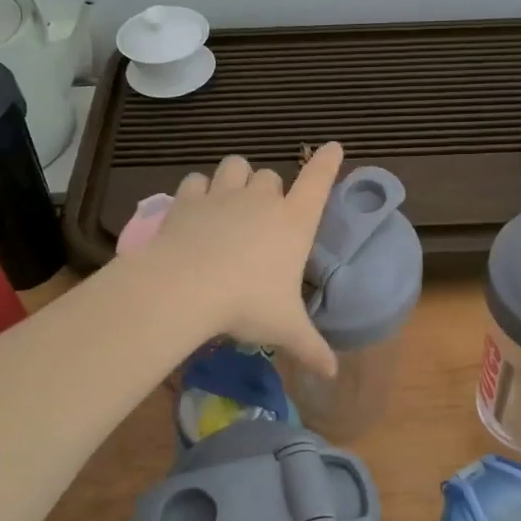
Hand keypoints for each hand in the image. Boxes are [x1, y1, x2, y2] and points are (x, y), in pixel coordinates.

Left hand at [148, 144, 345, 377]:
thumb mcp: (284, 329)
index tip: (333, 147)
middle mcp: (262, 200)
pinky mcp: (189, 199)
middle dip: (270, 190)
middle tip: (263, 216)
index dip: (327, 163)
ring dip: (236, 178)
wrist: (186, 287)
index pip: (318, 182)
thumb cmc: (247, 303)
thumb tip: (333, 373)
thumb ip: (311, 348)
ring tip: (230, 199)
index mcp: (294, 222)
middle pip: (271, 177)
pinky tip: (196, 207)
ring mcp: (224, 195)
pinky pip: (197, 180)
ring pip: (235, 166)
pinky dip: (199, 190)